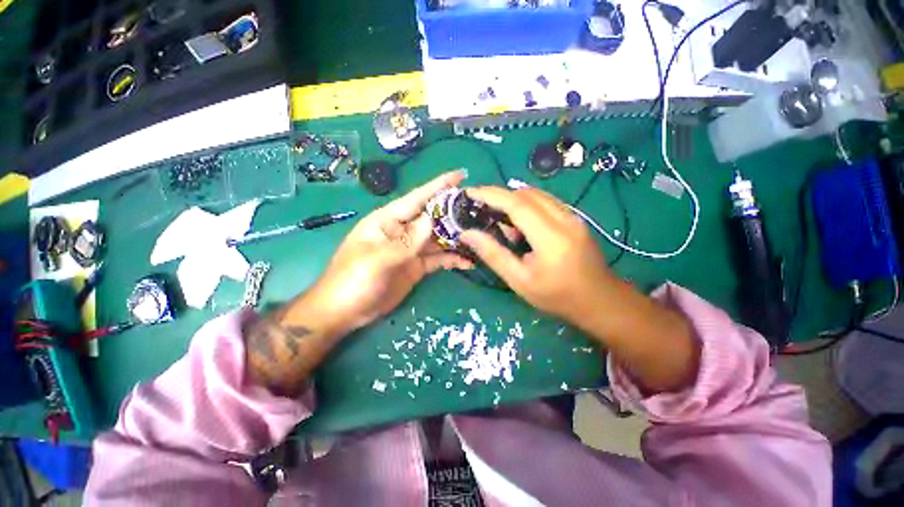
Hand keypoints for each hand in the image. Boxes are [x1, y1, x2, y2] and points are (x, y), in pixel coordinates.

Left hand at [312, 171, 473, 333]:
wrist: (345, 312)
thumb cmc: (352, 280)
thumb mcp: (377, 259)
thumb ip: (406, 241)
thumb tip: (431, 220)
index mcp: (389, 221)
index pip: (417, 198)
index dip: (438, 186)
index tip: (460, 176)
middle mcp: (403, 231)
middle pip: (432, 218)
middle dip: (454, 213)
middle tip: (479, 211)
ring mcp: (411, 250)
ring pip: (439, 239)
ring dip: (457, 238)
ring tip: (480, 237)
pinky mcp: (417, 267)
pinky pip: (438, 259)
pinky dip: (452, 260)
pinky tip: (468, 262)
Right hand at [460, 186, 617, 324]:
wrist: (600, 300)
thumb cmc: (557, 296)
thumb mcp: (519, 281)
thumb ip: (493, 255)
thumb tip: (467, 234)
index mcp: (550, 237)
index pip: (517, 204)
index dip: (491, 195)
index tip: (470, 192)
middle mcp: (564, 219)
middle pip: (526, 194)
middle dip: (499, 196)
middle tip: (480, 207)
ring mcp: (573, 216)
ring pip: (537, 195)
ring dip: (513, 200)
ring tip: (498, 218)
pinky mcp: (575, 219)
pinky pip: (546, 202)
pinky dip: (527, 205)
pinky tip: (519, 224)